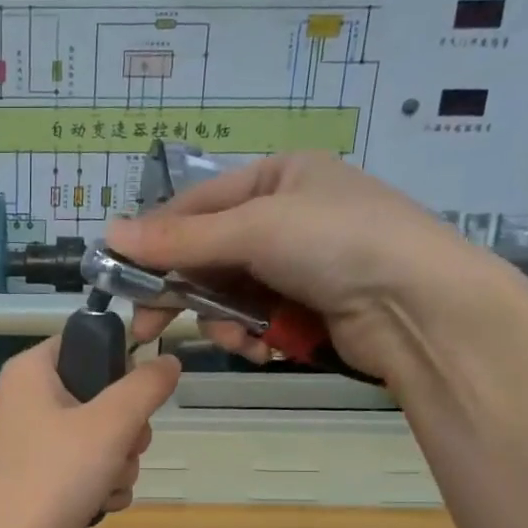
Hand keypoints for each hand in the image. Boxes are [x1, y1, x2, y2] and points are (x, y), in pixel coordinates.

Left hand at [0, 338, 180, 527]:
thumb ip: (146, 387)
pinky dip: (101, 487)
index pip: (86, 343)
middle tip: (121, 448)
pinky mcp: (44, 479)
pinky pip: (90, 469)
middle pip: (103, 396)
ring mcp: (36, 443)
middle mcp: (29, 401)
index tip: (134, 396)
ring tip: (106, 485)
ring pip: (103, 437)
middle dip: (126, 430)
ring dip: (119, 464)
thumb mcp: (110, 424)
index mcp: (31, 372)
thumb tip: (168, 361)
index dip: (118, 366)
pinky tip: (98, 505)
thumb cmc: (55, 476)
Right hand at [108, 153, 504, 380]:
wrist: (420, 307)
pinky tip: (266, 348)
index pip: (195, 206)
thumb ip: (181, 239)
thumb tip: (108, 234)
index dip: (156, 241)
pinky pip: (255, 320)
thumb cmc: (338, 244)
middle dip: (185, 293)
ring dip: (225, 322)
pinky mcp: (307, 307)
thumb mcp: (254, 230)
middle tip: (147, 327)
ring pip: (228, 296)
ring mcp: (297, 265)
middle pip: (208, 256)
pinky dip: (253, 337)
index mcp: (276, 178)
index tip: (121, 277)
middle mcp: (284, 217)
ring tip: (242, 339)